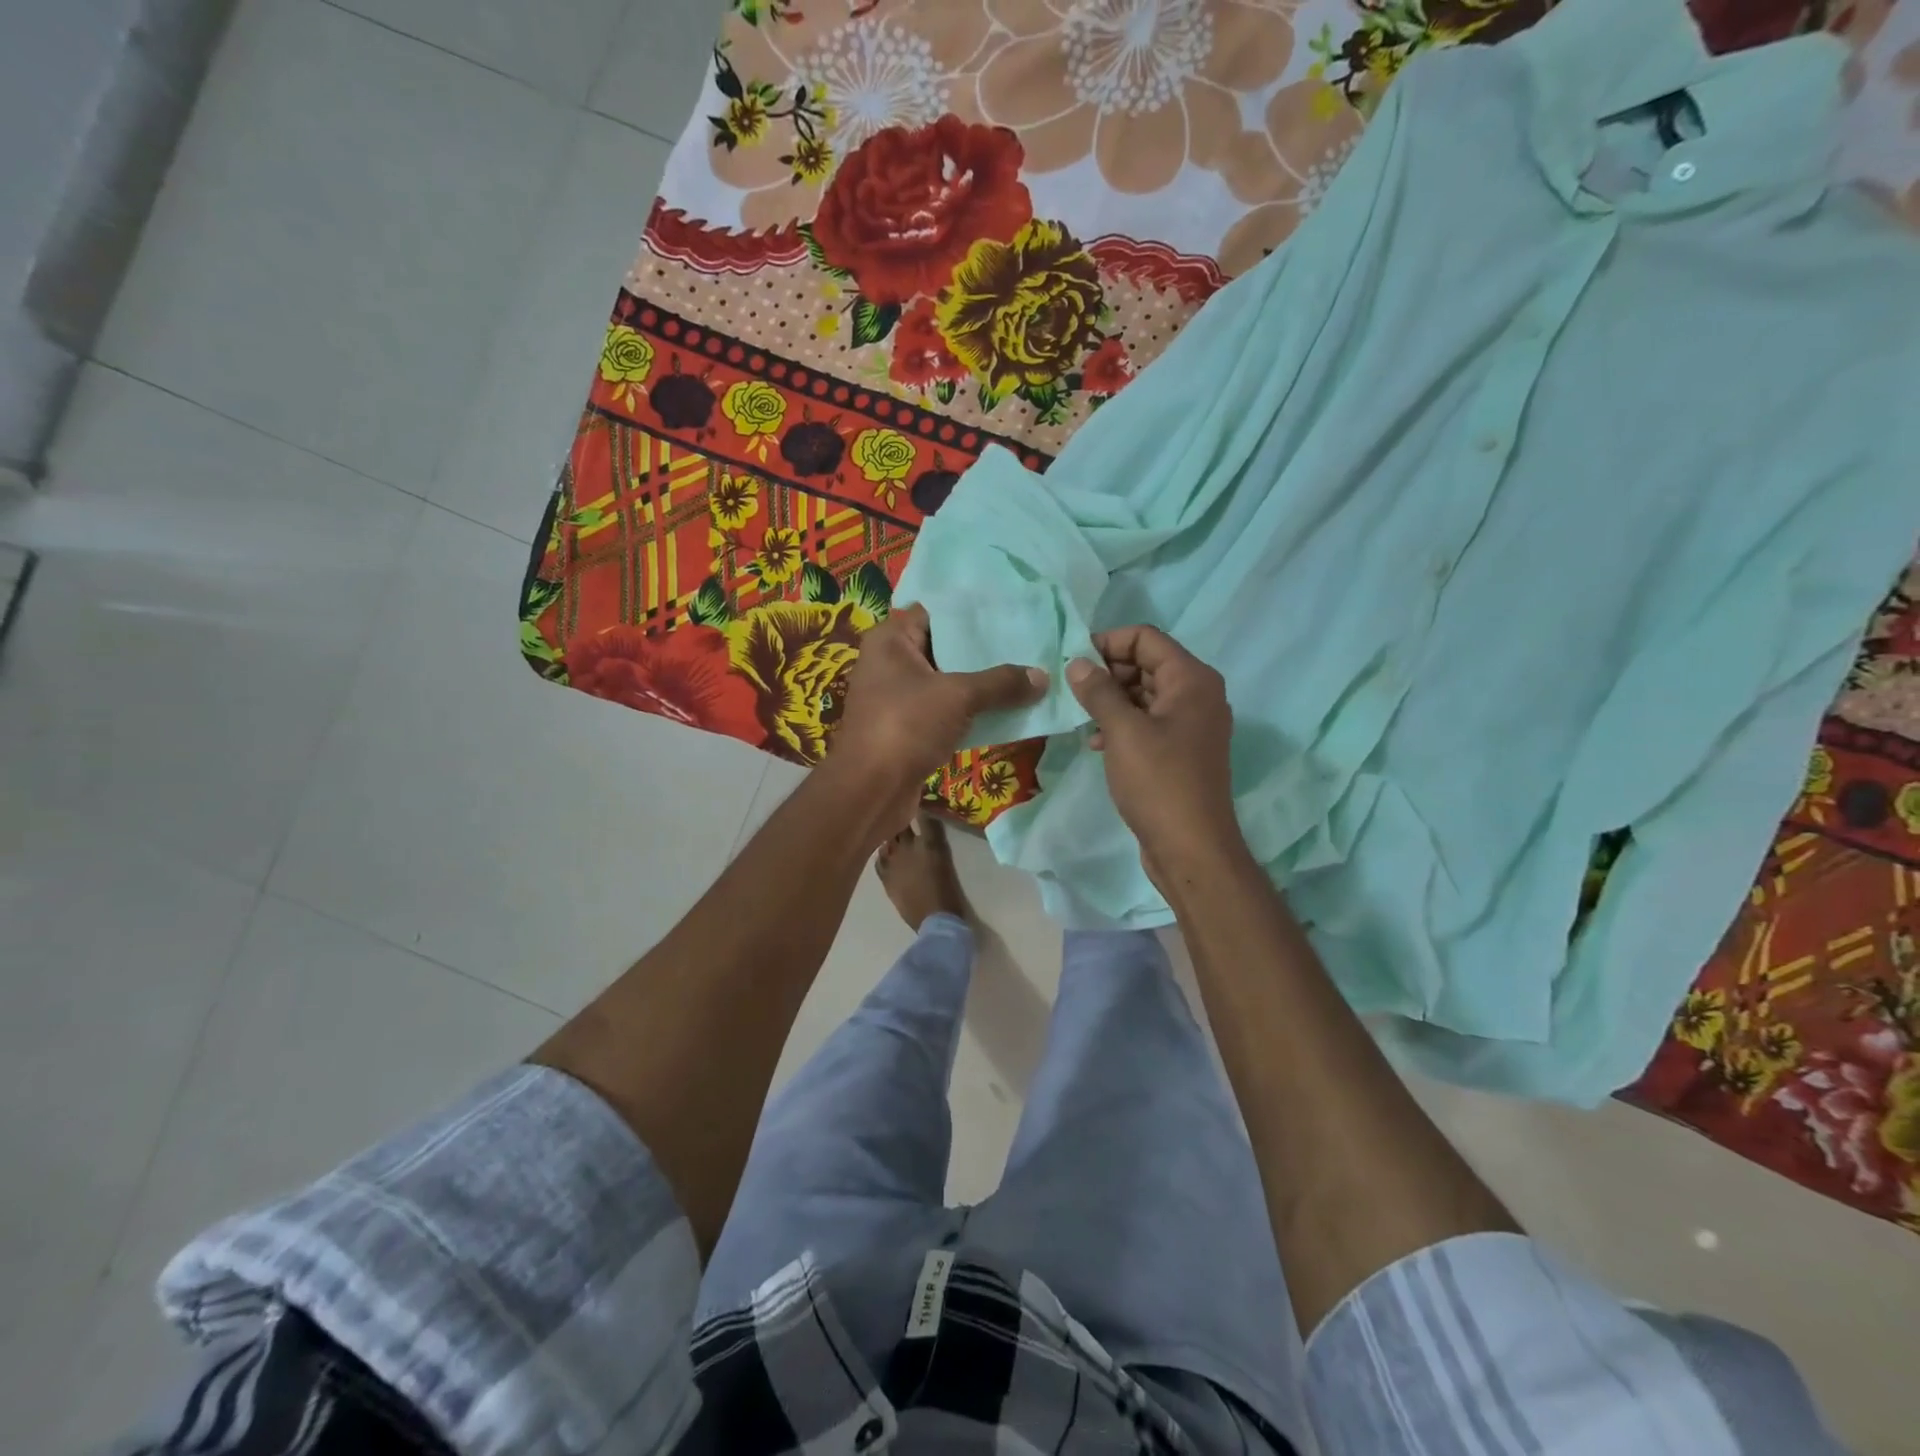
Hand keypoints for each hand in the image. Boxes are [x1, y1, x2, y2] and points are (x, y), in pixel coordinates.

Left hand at [831, 604, 1046, 837]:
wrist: (871, 790)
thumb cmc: (906, 725)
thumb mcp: (958, 696)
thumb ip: (1001, 683)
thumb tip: (1043, 677)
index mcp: (890, 640)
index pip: (935, 612)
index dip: (972, 612)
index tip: (1011, 612)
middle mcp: (889, 662)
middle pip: (943, 647)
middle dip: (983, 650)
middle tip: (1027, 644)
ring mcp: (897, 697)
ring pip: (946, 682)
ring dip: (980, 684)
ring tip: (1025, 674)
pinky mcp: (907, 728)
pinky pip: (944, 710)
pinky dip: (970, 711)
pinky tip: (1006, 709)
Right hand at [1066, 625, 1242, 893]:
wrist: (1191, 847)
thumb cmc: (1158, 782)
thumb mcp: (1123, 731)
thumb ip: (1099, 691)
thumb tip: (1078, 663)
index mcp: (1191, 679)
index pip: (1146, 638)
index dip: (1108, 642)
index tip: (1073, 661)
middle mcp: (1198, 694)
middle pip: (1147, 663)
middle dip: (1108, 672)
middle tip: (1072, 691)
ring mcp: (1192, 725)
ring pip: (1145, 694)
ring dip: (1112, 700)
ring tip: (1081, 717)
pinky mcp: (1182, 751)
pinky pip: (1149, 722)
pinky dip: (1123, 724)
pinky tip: (1097, 742)